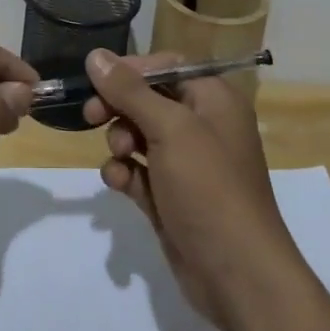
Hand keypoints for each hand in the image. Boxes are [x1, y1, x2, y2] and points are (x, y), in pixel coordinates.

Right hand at [83, 49, 298, 324]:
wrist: (237, 275)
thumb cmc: (209, 187)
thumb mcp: (170, 129)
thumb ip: (130, 91)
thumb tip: (96, 55)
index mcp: (214, 99)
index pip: (167, 66)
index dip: (131, 70)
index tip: (97, 80)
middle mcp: (203, 125)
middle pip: (148, 99)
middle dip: (119, 107)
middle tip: (92, 116)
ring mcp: (187, 164)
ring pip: (139, 136)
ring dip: (120, 142)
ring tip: (120, 157)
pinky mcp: (172, 197)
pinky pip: (139, 171)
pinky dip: (125, 173)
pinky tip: (120, 183)